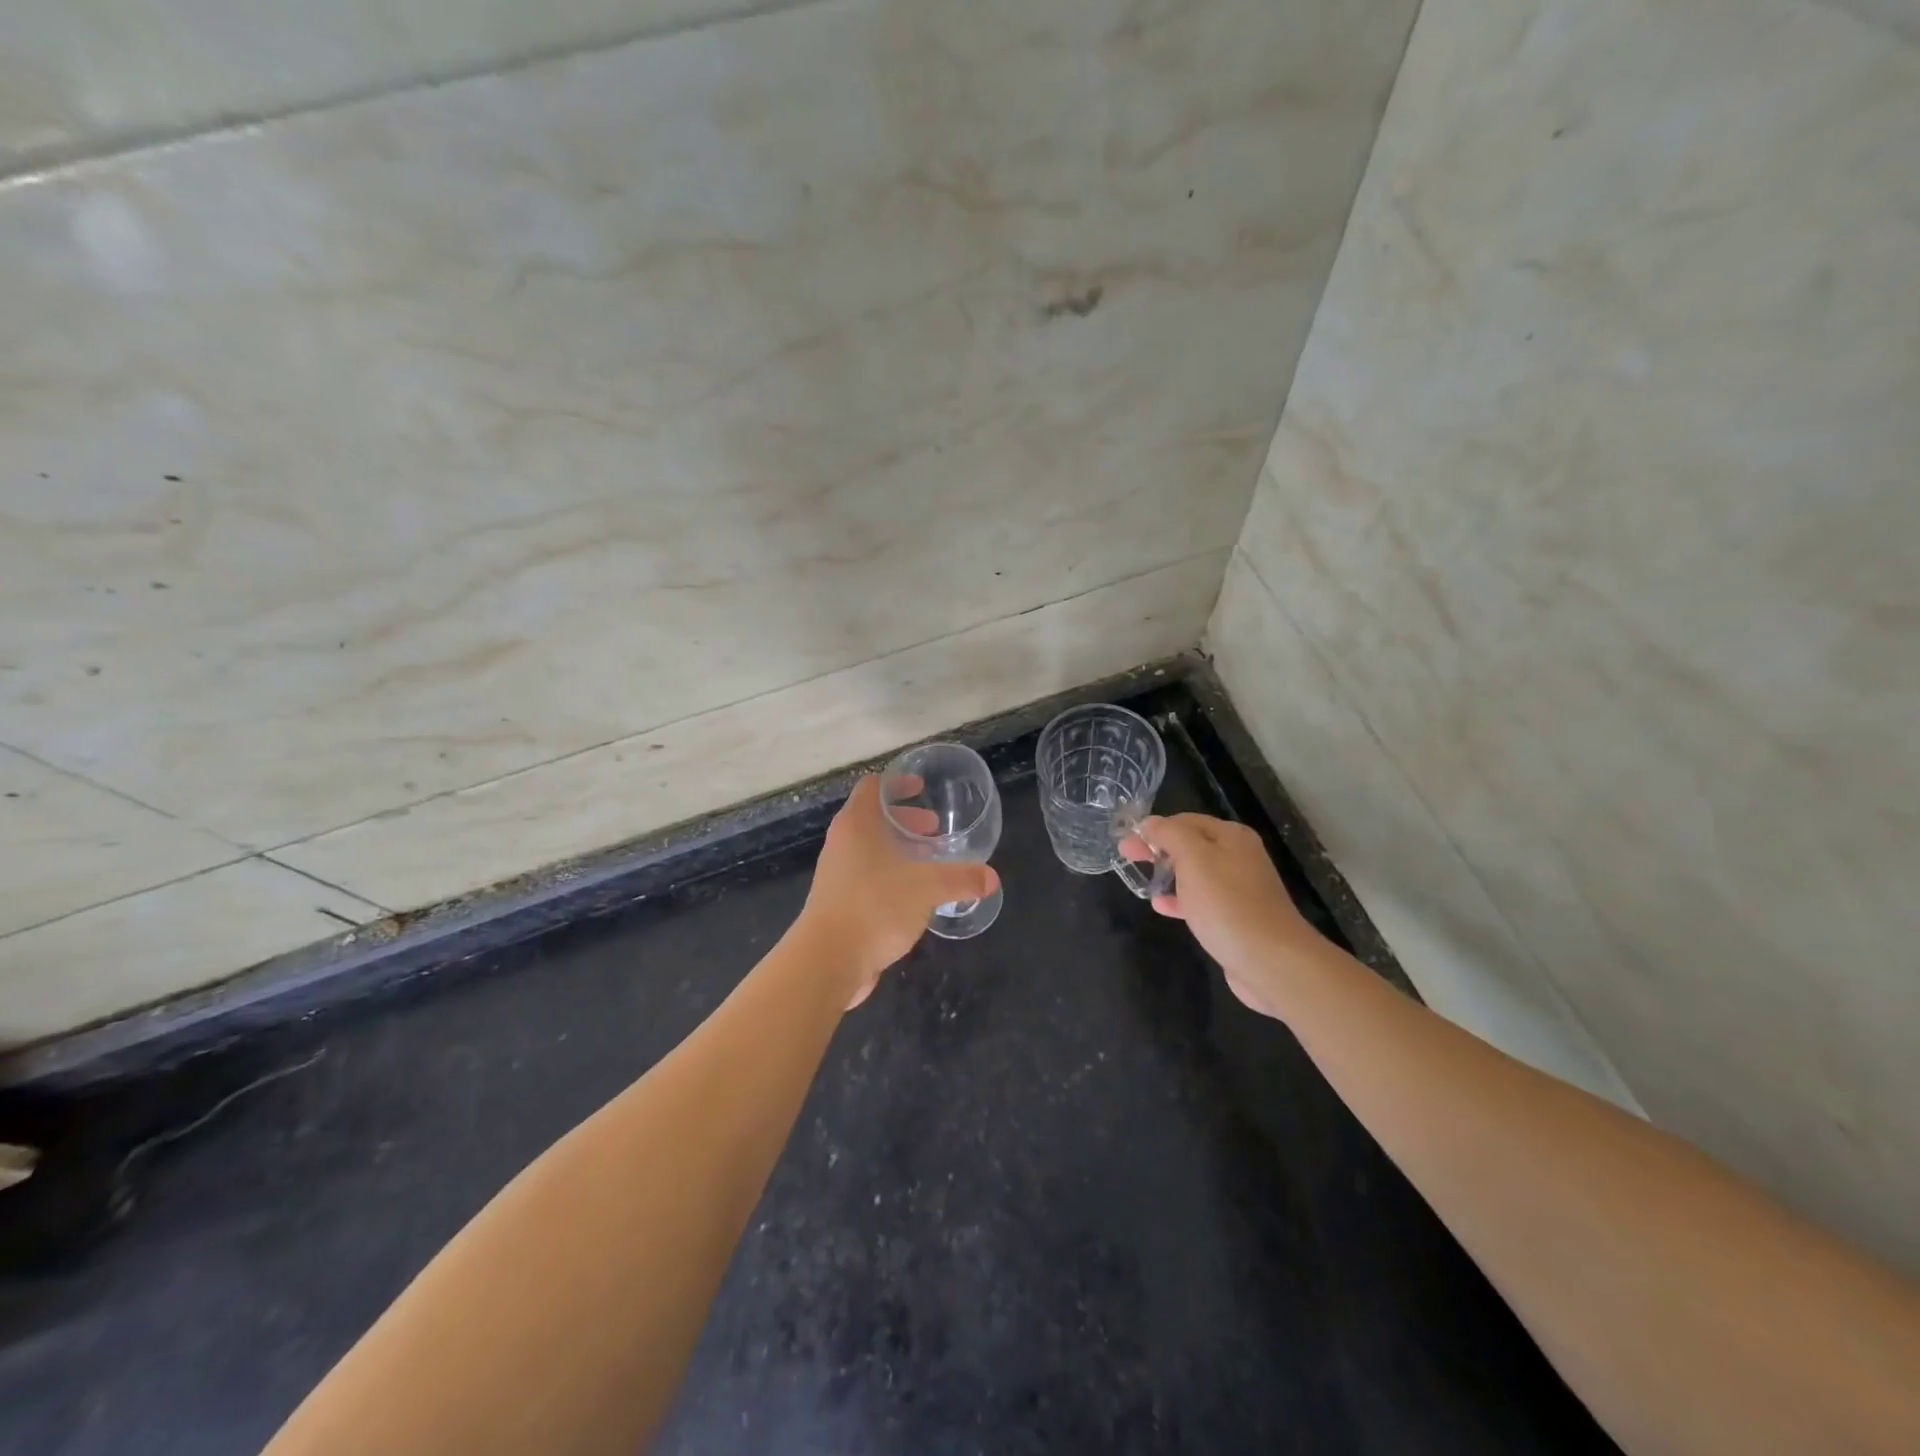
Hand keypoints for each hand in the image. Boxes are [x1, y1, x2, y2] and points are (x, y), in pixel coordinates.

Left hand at [800, 775, 1000, 1009]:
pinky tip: (913, 897)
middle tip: (934, 830)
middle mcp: (842, 843)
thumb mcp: (926, 888)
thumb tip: (991, 878)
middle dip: (906, 821)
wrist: (827, 961)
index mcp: (857, 824)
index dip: (898, 783)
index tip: (922, 789)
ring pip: (870, 849)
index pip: (873, 786)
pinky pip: (866, 876)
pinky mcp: (837, 902)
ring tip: (929, 864)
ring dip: (898, 850)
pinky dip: (890, 876)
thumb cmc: (875, 906)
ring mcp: (836, 874)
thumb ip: (961, 879)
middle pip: (873, 818)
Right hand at [1120, 814, 1319, 1018]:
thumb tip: (1149, 822)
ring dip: (1167, 873)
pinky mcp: (1234, 918)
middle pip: (1190, 845)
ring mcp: (1238, 889)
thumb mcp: (1194, 859)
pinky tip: (1161, 906)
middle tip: (1126, 856)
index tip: (1126, 840)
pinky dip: (1180, 899)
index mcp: (1231, 837)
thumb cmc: (1228, 905)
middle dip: (1158, 849)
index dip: (1154, 828)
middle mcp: (1238, 858)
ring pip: (1194, 873)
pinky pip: (1201, 901)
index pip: (1185, 821)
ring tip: (1142, 879)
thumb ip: (1169, 835)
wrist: (1271, 962)